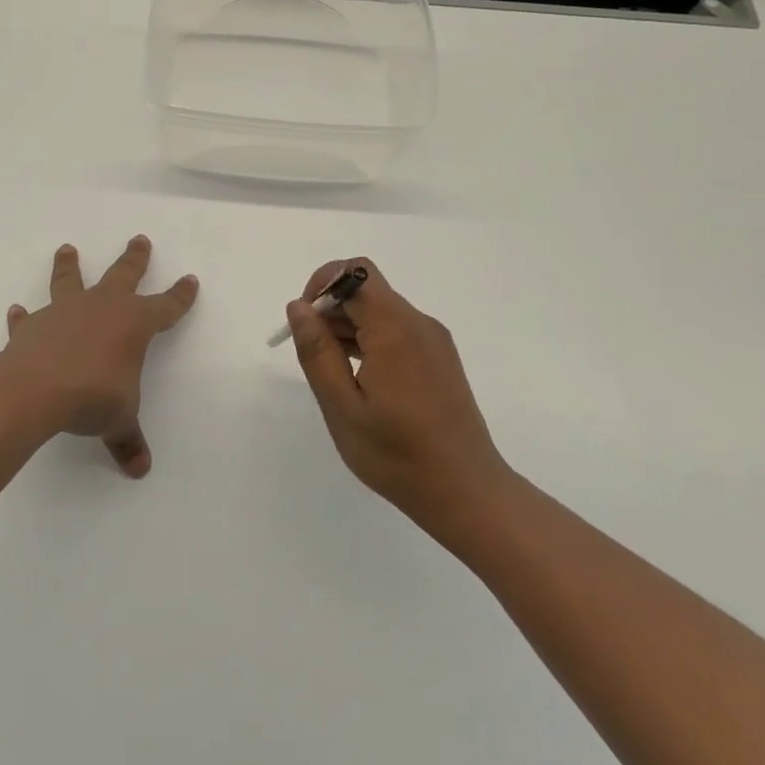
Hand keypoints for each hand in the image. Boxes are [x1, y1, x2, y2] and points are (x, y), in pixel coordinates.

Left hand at [3, 236, 198, 477]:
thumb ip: (128, 440)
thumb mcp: (118, 420)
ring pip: (70, 280)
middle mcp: (102, 308)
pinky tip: (17, 311)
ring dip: (69, 265)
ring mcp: (65, 312)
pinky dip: (24, 316)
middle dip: (135, 258)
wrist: (37, 390)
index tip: (190, 280)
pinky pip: (29, 318)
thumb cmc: (93, 397)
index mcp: (134, 324)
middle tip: (140, 239)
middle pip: (124, 274)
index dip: (180, 296)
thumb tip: (140, 469)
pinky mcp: (34, 326)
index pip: (166, 307)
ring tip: (67, 248)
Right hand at [285, 258, 511, 540]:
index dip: (321, 286)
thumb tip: (298, 306)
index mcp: (395, 328)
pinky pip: (396, 331)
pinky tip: (357, 379)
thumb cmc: (397, 454)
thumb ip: (317, 351)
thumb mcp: (342, 406)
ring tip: (332, 373)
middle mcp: (418, 323)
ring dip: (348, 327)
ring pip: (380, 311)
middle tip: (311, 355)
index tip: (303, 324)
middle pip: (366, 289)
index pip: (354, 273)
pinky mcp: (439, 358)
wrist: (466, 491)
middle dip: (330, 309)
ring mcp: (433, 340)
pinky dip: (369, 341)